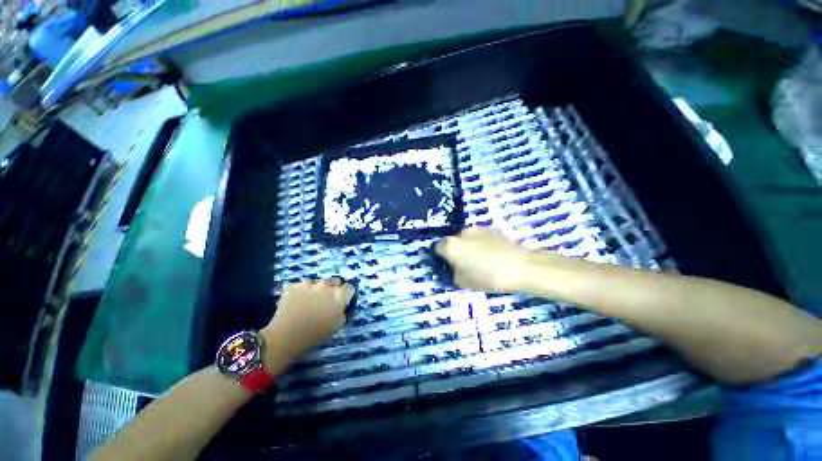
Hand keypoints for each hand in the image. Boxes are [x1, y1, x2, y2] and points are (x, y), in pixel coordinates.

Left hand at [261, 279, 353, 364]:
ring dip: (315, 289)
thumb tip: (341, 306)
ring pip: (316, 282)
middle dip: (332, 288)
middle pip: (334, 280)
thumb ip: (342, 311)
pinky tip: (296, 301)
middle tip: (326, 299)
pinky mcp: (294, 286)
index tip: (343, 300)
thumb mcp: (337, 325)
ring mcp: (309, 284)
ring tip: (309, 300)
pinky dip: (299, 292)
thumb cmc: (315, 335)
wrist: (286, 337)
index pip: (349, 287)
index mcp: (339, 295)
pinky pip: (300, 286)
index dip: (346, 293)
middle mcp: (326, 286)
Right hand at [435, 228, 535, 292]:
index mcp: (451, 245)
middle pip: (453, 242)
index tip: (449, 267)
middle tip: (466, 265)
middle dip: (456, 252)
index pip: (437, 248)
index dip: (441, 258)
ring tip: (482, 260)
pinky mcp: (492, 228)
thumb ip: (452, 272)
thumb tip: (453, 267)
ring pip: (467, 239)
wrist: (521, 267)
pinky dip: (481, 244)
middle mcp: (462, 232)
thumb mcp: (463, 282)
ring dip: (469, 247)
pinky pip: (480, 237)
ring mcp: (478, 228)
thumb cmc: (488, 277)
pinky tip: (493, 255)